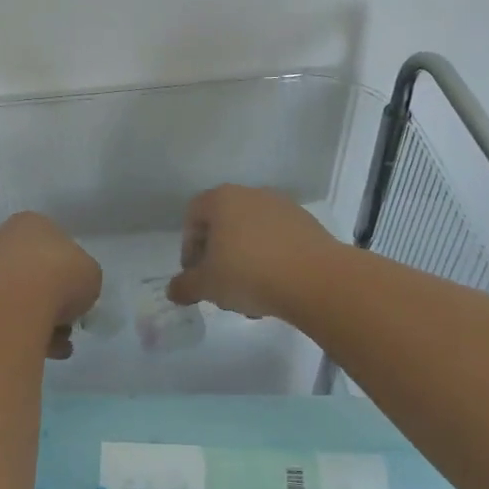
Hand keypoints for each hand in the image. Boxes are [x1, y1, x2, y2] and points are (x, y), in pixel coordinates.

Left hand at [0, 212, 101, 357]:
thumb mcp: (91, 274)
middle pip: (34, 271)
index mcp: (31, 222)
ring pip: (18, 296)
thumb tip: (74, 293)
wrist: (15, 303)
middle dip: (52, 299)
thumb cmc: (60, 275)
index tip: (78, 294)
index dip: (69, 271)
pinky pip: (4, 315)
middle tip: (68, 323)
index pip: (54, 244)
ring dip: (40, 320)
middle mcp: (3, 239)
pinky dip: (22, 331)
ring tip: (59, 345)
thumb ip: (83, 278)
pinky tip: (42, 350)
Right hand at [167, 185, 341, 319]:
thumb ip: (185, 286)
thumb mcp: (208, 285)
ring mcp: (283, 207)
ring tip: (249, 293)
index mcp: (222, 200)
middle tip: (219, 284)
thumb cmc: (249, 273)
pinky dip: (271, 259)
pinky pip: (278, 240)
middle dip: (218, 255)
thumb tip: (172, 290)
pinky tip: (275, 287)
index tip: (194, 273)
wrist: (316, 279)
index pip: (193, 215)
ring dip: (245, 259)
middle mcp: (251, 194)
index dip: (189, 246)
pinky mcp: (308, 224)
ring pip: (252, 233)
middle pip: (224, 223)